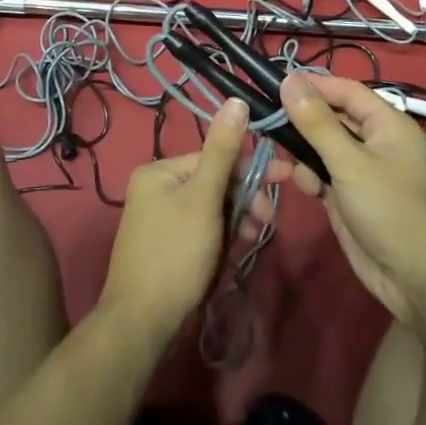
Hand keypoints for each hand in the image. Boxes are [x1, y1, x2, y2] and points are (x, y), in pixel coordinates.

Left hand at [100, 98, 250, 344]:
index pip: (215, 158)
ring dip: (236, 222)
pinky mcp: (168, 245)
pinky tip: (234, 252)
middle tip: (264, 224)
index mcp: (159, 171)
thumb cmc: (175, 255)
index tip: (284, 182)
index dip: (249, 172)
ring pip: (212, 209)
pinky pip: (203, 230)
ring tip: (250, 241)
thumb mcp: (203, 199)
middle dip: (243, 201)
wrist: (141, 324)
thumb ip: (223, 151)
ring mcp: (160, 219)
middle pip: (214, 183)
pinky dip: (221, 238)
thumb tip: (237, 100)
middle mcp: (156, 188)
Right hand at [276, 74, 425, 326]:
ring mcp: (362, 170)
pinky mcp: (349, 196)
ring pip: (322, 147)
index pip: (345, 90)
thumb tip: (290, 79)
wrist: (418, 281)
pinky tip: (306, 190)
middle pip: (331, 117)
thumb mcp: (350, 163)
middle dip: (302, 122)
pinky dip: (310, 177)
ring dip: (303, 153)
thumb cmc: (391, 211)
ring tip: (286, 164)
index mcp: (387, 123)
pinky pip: (323, 174)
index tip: (273, 85)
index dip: (313, 86)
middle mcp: (375, 141)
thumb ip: (317, 123)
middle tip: (266, 124)